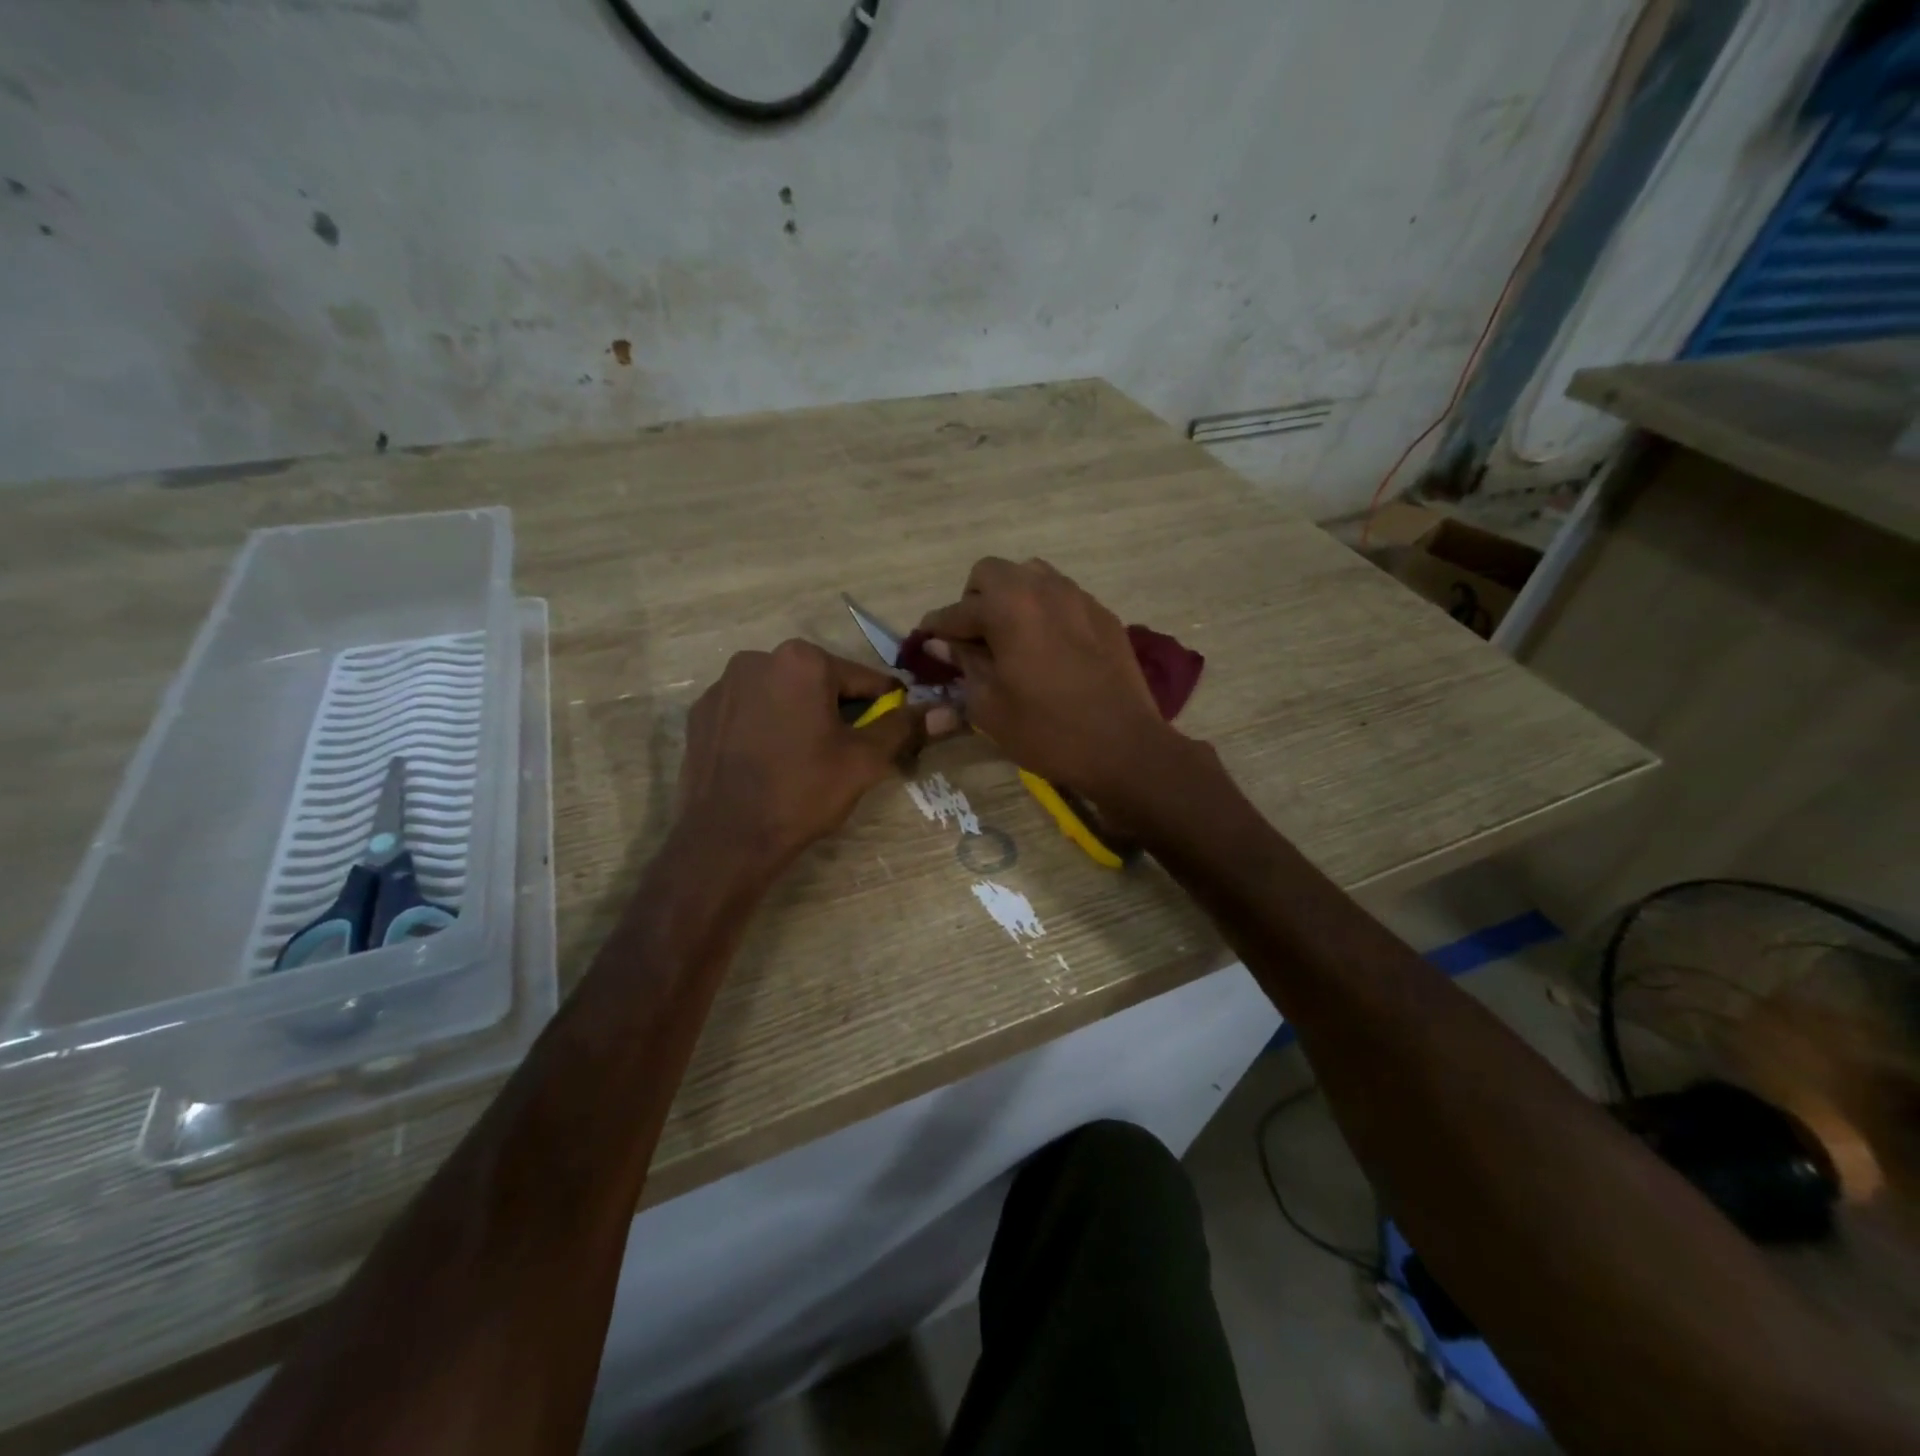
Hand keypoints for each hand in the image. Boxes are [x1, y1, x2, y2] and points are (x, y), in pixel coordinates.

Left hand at [675, 640, 938, 874]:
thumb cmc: (803, 792)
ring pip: (782, 695)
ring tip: (803, 761)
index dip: (883, 708)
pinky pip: (749, 711)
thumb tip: (948, 712)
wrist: (726, 839)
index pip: (863, 679)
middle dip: (837, 712)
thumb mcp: (864, 760)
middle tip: (843, 755)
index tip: (888, 735)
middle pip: (819, 683)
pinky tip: (767, 762)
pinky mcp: (700, 713)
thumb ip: (904, 728)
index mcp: (802, 660)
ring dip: (799, 717)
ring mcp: (723, 685)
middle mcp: (757, 658)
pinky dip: (764, 727)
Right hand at [918, 557, 1179, 797]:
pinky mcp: (1103, 615)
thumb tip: (941, 643)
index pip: (957, 610)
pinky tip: (1048, 649)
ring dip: (1011, 599)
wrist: (1124, 747)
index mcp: (1008, 607)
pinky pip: (1063, 597)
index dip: (936, 628)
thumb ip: (963, 665)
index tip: (925, 641)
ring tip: (1011, 639)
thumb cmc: (1047, 731)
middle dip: (975, 601)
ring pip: (1031, 577)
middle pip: (992, 573)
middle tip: (973, 640)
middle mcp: (1042, 588)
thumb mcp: (989, 706)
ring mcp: (1078, 597)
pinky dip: (1044, 612)